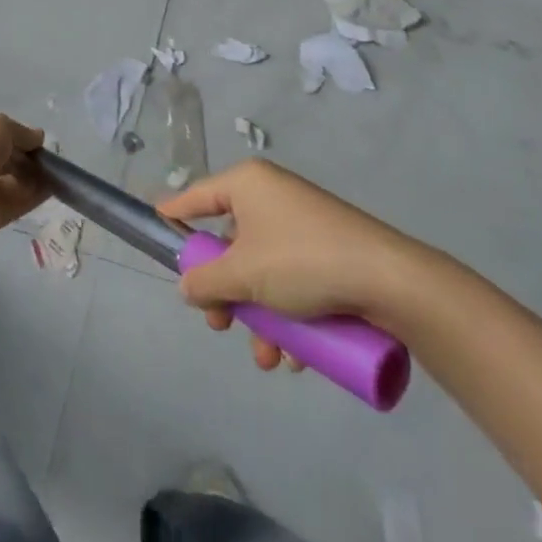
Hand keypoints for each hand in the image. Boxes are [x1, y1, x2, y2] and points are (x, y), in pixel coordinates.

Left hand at [0, 114, 47, 245]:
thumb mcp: (1, 124)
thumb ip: (21, 131)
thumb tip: (37, 137)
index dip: (8, 132)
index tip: (30, 137)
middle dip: (22, 157)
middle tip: (44, 156)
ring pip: (6, 181)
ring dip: (30, 176)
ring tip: (53, 172)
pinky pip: (12, 203)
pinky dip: (32, 196)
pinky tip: (52, 189)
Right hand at [158, 159, 432, 372]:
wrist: (387, 279)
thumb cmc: (302, 261)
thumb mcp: (243, 274)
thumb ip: (206, 280)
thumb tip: (188, 285)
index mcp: (247, 184)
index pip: (197, 195)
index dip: (174, 214)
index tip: (154, 227)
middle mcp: (272, 195)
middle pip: (230, 243)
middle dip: (225, 292)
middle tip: (221, 325)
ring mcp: (302, 223)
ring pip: (262, 270)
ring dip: (258, 317)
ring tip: (268, 358)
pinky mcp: (327, 250)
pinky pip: (292, 279)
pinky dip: (288, 315)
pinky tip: (296, 355)